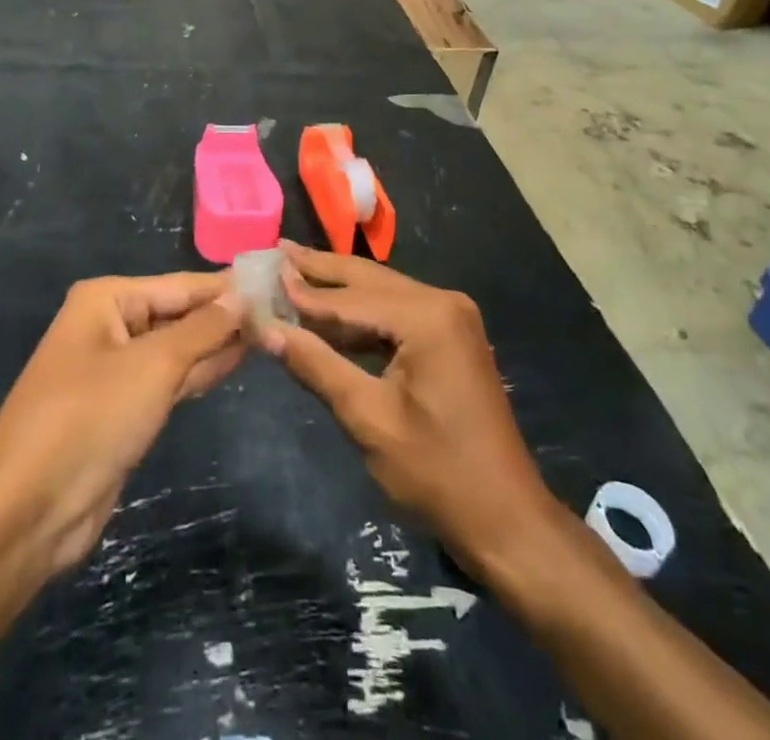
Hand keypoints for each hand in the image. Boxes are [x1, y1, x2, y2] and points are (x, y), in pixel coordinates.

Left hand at [0, 272, 245, 576]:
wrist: (28, 511)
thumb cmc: (90, 418)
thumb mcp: (153, 365)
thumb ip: (202, 330)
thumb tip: (242, 298)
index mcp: (106, 300)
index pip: (179, 285)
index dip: (225, 286)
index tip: (274, 282)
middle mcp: (109, 325)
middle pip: (178, 313)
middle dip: (224, 316)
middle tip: (281, 311)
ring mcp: (115, 370)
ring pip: (177, 348)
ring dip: (217, 344)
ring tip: (270, 332)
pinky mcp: (122, 410)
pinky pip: (169, 380)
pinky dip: (200, 372)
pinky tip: (236, 362)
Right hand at [260, 243, 558, 572]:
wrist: (506, 518)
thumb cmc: (436, 472)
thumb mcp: (368, 418)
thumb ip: (316, 366)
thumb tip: (267, 329)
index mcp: (427, 316)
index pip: (350, 298)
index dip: (303, 290)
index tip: (263, 272)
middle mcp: (442, 302)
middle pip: (369, 280)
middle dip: (321, 270)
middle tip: (276, 250)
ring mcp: (451, 317)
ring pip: (382, 293)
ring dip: (338, 290)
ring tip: (293, 272)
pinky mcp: (450, 336)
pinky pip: (397, 313)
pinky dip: (361, 315)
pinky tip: (329, 315)